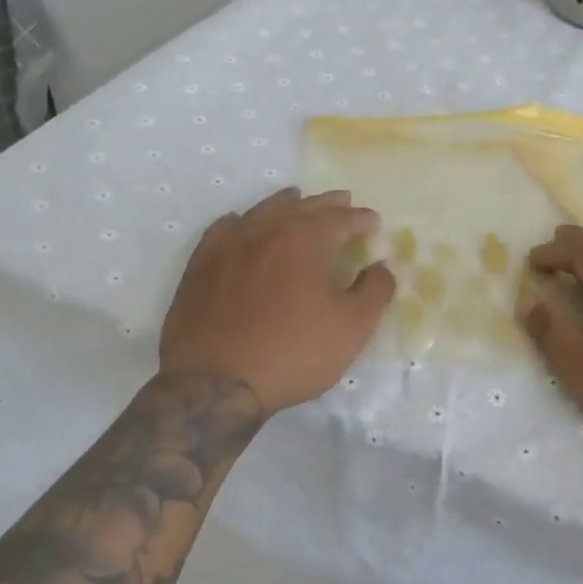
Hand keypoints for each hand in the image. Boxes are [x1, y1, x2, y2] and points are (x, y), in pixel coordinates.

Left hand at [161, 188, 395, 413]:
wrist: (216, 383)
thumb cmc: (293, 353)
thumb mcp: (351, 328)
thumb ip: (374, 292)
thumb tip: (382, 267)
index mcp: (305, 240)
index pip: (340, 219)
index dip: (361, 219)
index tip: (373, 222)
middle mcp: (266, 231)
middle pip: (301, 207)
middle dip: (327, 204)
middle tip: (343, 201)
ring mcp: (228, 246)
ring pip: (261, 212)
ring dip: (285, 204)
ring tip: (297, 200)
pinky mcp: (200, 266)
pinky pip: (222, 230)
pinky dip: (240, 222)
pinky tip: (241, 224)